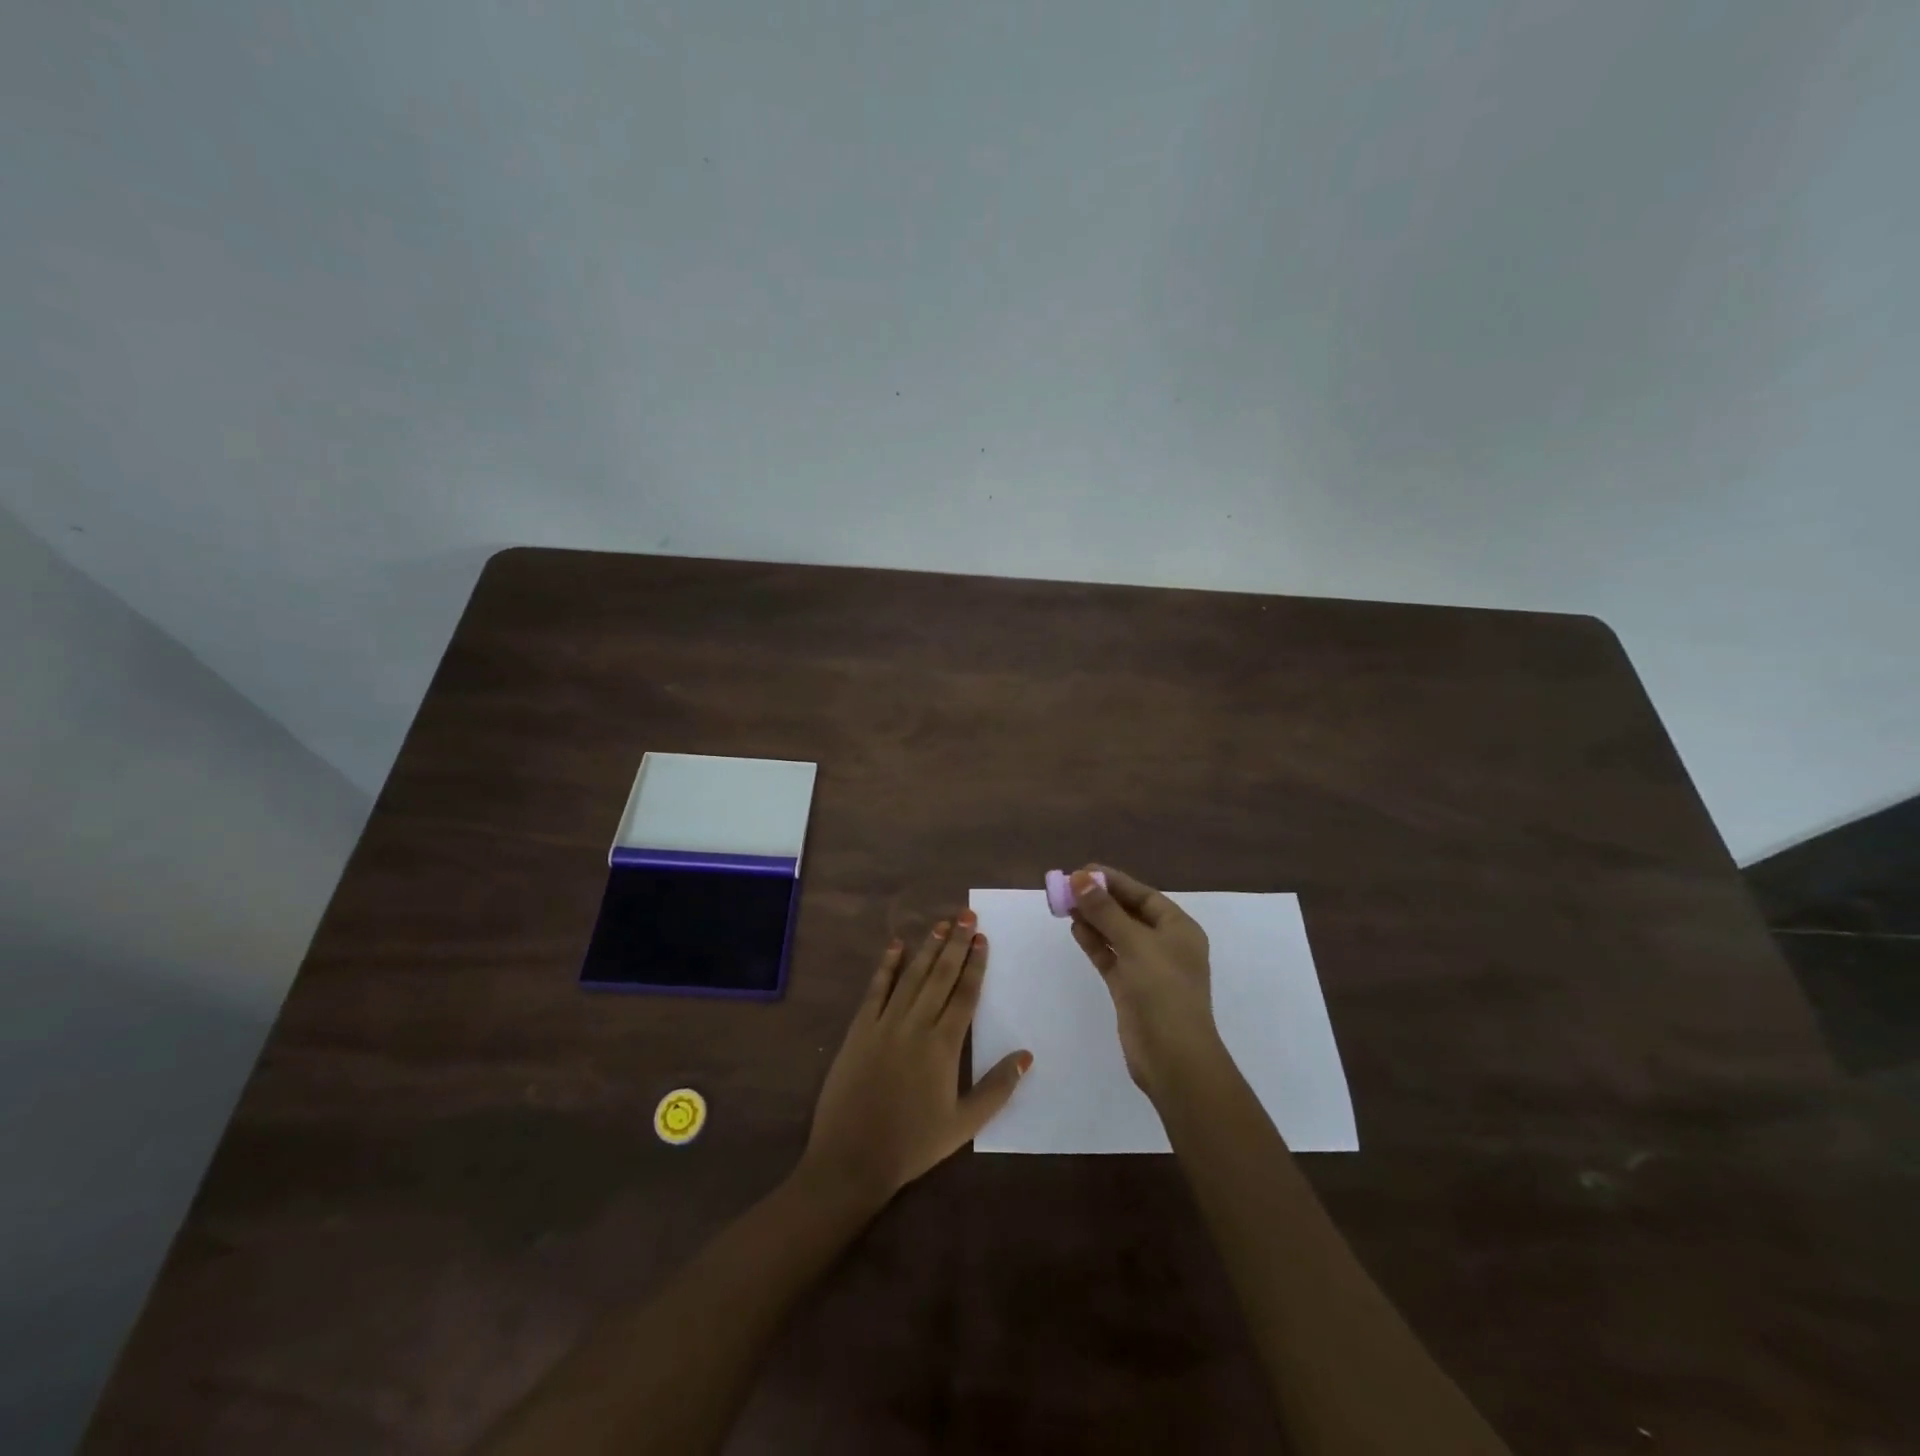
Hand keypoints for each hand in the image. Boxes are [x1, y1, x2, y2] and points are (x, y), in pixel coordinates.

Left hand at [801, 913, 1031, 1205]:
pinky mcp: (859, 1029)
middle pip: (940, 975)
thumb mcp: (964, 1124)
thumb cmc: (913, 1144)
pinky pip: (876, 990)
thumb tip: (1027, 1055)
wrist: (852, 1158)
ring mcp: (885, 1023)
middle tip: (966, 915)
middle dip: (955, 943)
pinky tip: (895, 946)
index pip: (964, 993)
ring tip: (941, 924)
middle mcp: (916, 1024)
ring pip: (911, 976)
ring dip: (927, 947)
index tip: (982, 938)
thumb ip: (998, 1088)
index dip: (975, 964)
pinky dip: (886, 966)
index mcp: (944, 1045)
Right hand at [1067, 865, 1224, 1098]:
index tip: (1082, 870)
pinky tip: (1075, 929)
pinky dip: (1094, 942)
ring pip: (1116, 934)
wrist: (1173, 1057)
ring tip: (1065, 904)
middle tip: (1067, 886)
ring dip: (1094, 919)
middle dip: (1099, 899)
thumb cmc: (1163, 991)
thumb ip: (1105, 910)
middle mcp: (1165, 944)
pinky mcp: (1130, 988)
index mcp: (1179, 929)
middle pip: (1128, 913)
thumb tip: (1079, 878)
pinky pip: (1110, 956)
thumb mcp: (1135, 943)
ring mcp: (1147, 968)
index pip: (1143, 895)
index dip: (1113, 881)